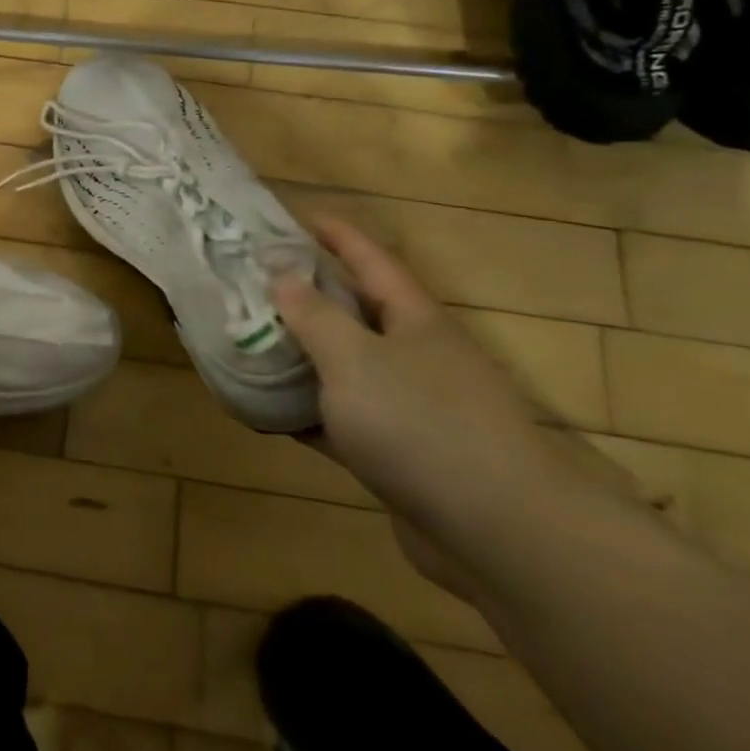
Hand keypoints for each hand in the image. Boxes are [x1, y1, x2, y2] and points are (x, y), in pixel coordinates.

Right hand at [272, 217, 580, 593]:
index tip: (297, 216)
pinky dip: (306, 412)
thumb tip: (282, 276)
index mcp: (415, 321)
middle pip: (356, 312)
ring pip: (345, 369)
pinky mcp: (401, 457)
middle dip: (310, 295)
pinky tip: (266, 411)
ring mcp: (412, 410)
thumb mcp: (353, 358)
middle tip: (256, 280)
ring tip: (251, 339)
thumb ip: (313, 315)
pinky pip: (341, 421)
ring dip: (302, 356)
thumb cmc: (421, 424)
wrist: (498, 534)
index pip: (371, 260)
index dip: (337, 235)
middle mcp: (417, 357)